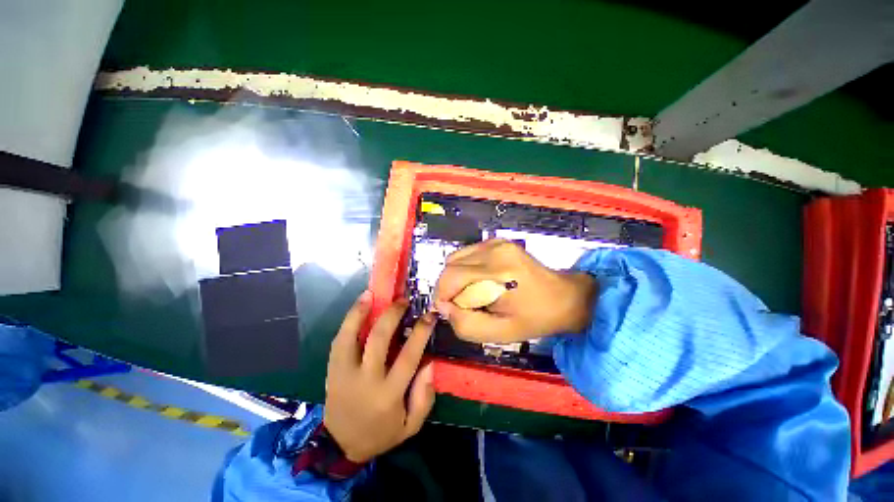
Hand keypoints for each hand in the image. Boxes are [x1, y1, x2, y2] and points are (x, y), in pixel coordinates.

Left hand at [324, 291, 435, 462]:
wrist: (341, 446)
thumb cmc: (381, 434)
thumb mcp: (411, 425)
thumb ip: (424, 396)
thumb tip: (429, 363)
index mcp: (388, 395)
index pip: (408, 356)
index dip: (420, 332)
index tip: (430, 314)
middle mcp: (365, 380)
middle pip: (378, 339)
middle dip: (393, 315)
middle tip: (403, 301)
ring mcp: (344, 373)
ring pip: (351, 337)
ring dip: (362, 312)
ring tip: (373, 294)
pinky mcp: (332, 370)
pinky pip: (338, 341)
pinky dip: (348, 321)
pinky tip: (358, 306)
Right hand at [434, 239, 596, 342]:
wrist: (564, 296)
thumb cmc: (534, 318)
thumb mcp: (500, 333)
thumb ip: (466, 325)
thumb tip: (444, 307)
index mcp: (499, 273)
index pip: (450, 277)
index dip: (443, 296)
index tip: (452, 311)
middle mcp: (495, 251)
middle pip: (450, 266)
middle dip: (449, 288)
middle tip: (466, 304)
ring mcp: (496, 243)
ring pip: (455, 258)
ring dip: (456, 278)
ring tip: (474, 292)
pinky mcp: (497, 241)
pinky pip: (467, 254)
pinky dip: (465, 268)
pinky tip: (480, 280)